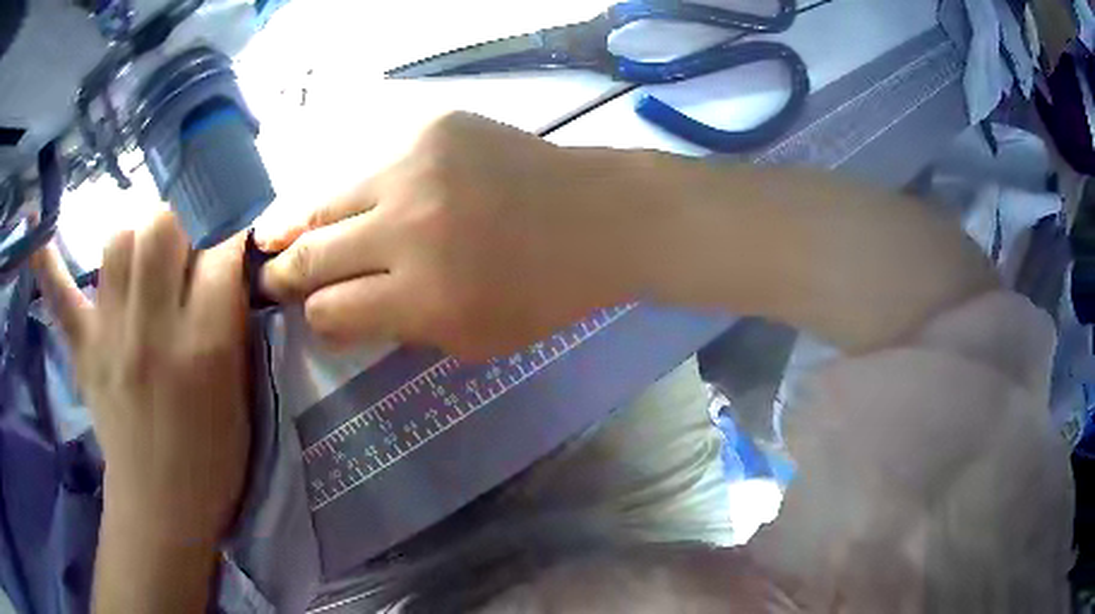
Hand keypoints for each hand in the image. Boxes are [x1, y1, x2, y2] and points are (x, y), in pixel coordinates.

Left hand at [32, 212, 250, 546]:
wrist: (162, 507)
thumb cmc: (213, 458)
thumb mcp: (238, 392)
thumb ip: (232, 323)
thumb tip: (229, 263)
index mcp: (203, 346)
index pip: (220, 250)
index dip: (232, 226)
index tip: (235, 225)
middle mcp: (152, 329)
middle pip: (162, 225)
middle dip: (183, 217)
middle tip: (189, 240)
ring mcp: (109, 336)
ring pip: (118, 241)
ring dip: (138, 237)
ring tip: (146, 259)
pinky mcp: (83, 350)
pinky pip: (60, 295)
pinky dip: (49, 265)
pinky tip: (39, 240)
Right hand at [259, 112, 651, 359]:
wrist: (595, 216)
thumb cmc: (543, 292)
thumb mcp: (471, 339)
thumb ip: (396, 328)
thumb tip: (336, 313)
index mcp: (423, 295)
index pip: (331, 311)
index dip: (314, 318)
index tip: (310, 314)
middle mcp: (407, 227)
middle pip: (312, 254)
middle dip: (282, 272)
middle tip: (267, 277)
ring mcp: (414, 165)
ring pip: (324, 200)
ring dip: (297, 224)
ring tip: (272, 236)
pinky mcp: (429, 127)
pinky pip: (368, 164)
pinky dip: (353, 190)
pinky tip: (348, 201)